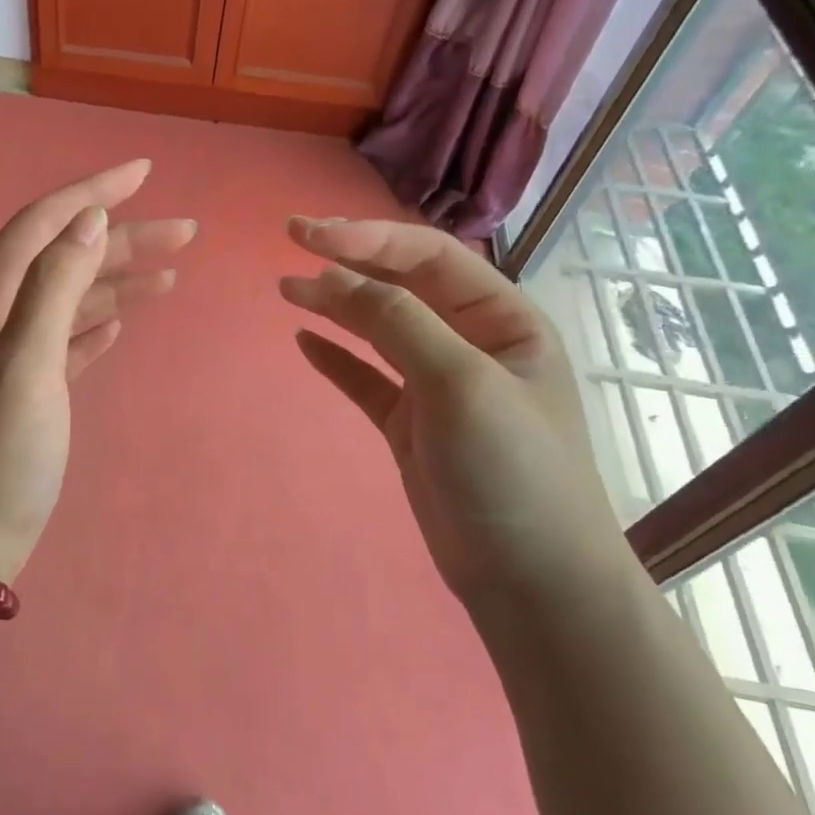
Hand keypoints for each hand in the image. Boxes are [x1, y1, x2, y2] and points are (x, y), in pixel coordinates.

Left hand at [0, 161, 195, 580]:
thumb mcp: (26, 361)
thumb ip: (55, 285)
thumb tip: (88, 219)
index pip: (44, 223)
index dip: (94, 193)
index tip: (146, 172)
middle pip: (63, 257)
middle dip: (122, 239)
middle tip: (186, 232)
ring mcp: (6, 354)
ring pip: (69, 298)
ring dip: (117, 280)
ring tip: (171, 274)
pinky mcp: (25, 389)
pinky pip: (64, 338)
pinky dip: (94, 323)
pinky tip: (122, 322)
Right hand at [279, 218, 640, 618]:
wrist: (529, 579)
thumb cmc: (512, 470)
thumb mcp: (461, 384)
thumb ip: (400, 324)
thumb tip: (335, 277)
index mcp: (503, 320)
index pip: (429, 258)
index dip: (368, 239)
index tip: (308, 236)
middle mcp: (471, 343)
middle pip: (402, 286)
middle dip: (349, 261)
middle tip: (291, 239)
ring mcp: (438, 386)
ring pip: (379, 330)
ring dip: (335, 306)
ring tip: (286, 288)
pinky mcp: (411, 425)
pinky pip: (367, 379)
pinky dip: (337, 359)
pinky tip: (306, 341)